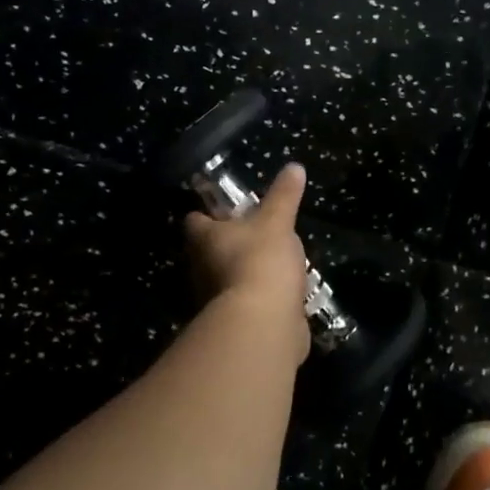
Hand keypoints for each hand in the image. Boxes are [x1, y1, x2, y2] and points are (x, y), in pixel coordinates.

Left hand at [183, 163, 310, 353]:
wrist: (264, 323)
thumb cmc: (261, 260)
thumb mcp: (278, 221)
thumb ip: (284, 195)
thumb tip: (294, 166)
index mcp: (204, 239)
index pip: (195, 220)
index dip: (207, 213)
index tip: (225, 209)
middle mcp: (201, 269)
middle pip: (209, 252)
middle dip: (229, 245)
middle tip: (256, 234)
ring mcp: (216, 300)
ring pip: (227, 280)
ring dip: (246, 273)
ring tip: (274, 263)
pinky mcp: (236, 323)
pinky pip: (248, 304)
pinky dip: (261, 299)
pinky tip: (283, 294)